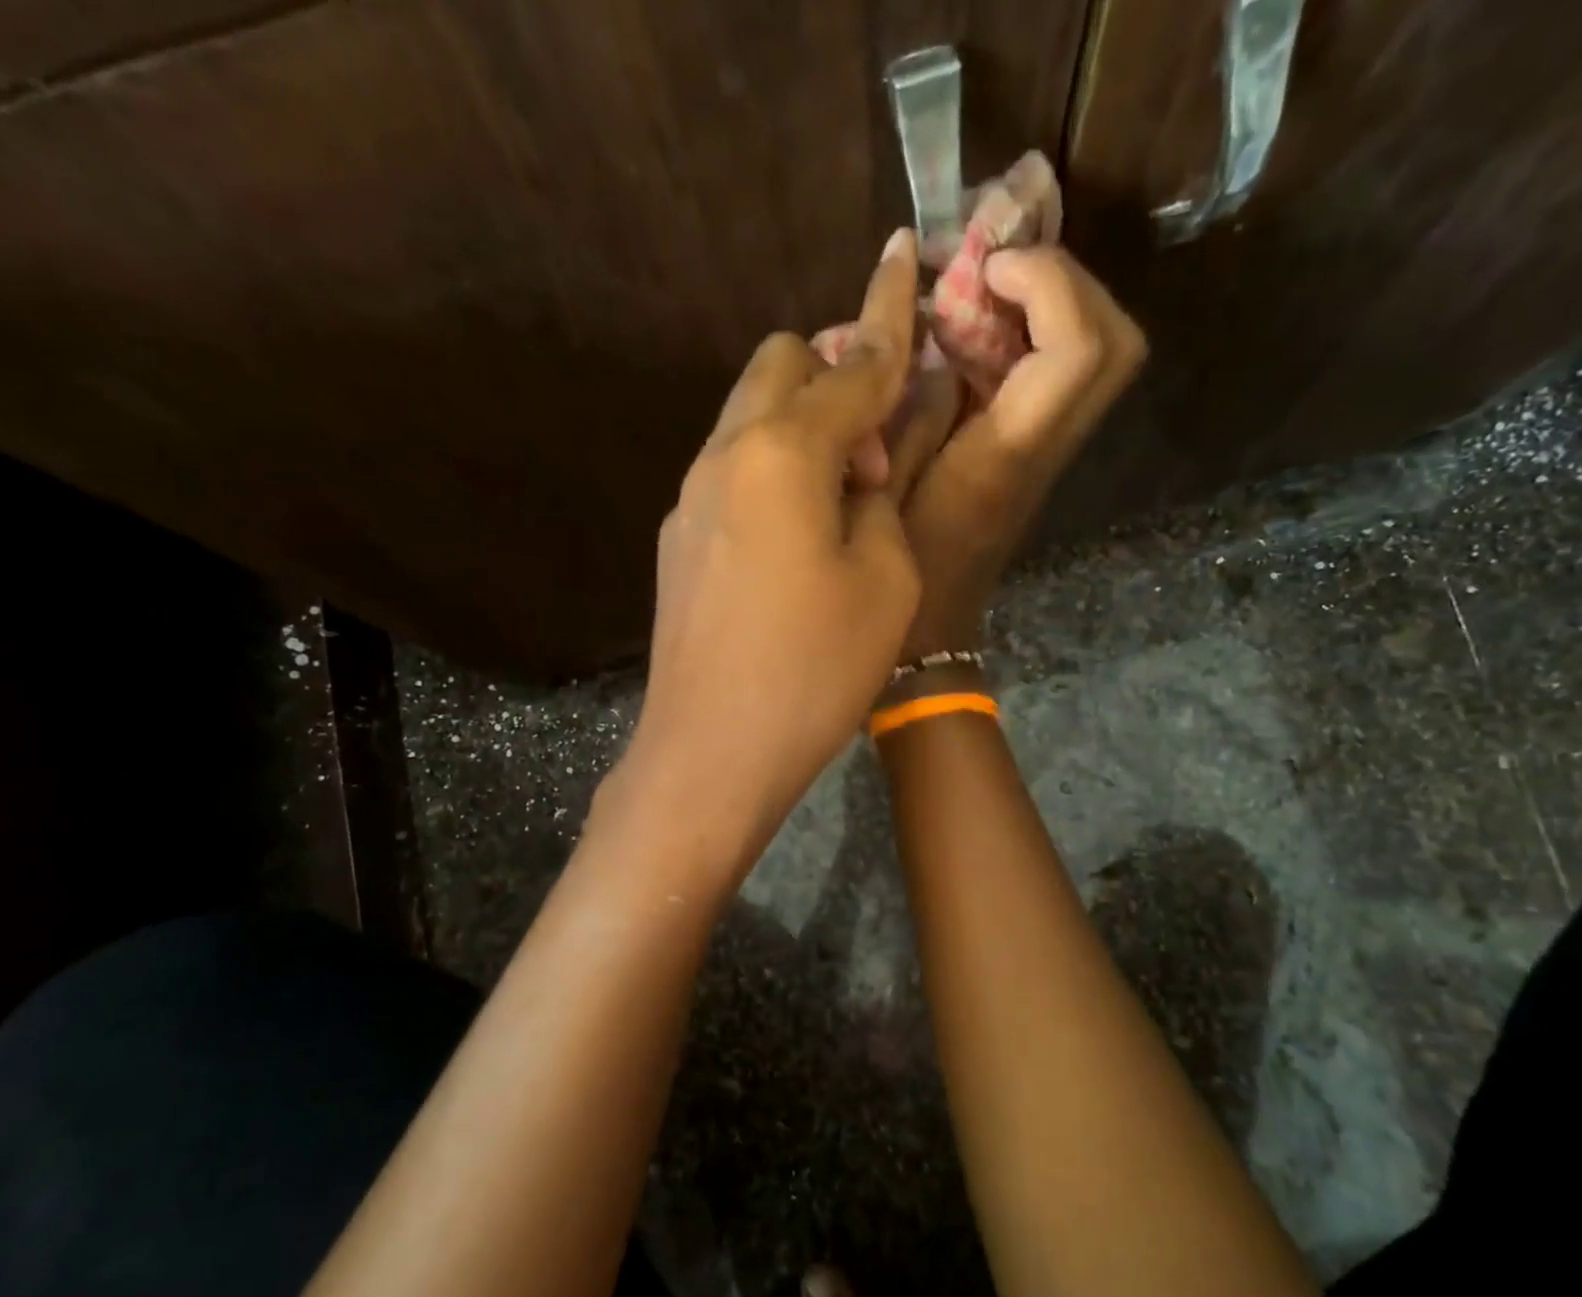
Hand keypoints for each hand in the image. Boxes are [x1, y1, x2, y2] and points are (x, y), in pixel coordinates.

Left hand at [619, 230, 923, 855]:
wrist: (711, 752)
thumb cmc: (814, 671)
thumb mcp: (885, 580)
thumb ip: (887, 493)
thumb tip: (878, 450)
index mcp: (782, 452)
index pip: (852, 368)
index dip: (890, 322)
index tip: (903, 258)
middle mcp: (725, 455)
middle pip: (779, 366)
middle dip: (836, 376)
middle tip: (878, 452)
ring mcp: (690, 497)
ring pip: (748, 417)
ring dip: (802, 425)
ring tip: (843, 498)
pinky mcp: (678, 539)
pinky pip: (731, 470)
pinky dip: (771, 470)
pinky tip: (797, 533)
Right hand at [894, 247, 1146, 658]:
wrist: (930, 634)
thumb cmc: (893, 571)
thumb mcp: (882, 488)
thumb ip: (911, 412)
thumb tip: (939, 347)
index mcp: (1006, 457)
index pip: (1079, 349)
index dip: (1049, 283)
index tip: (987, 268)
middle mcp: (1047, 450)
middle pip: (1120, 344)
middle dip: (1069, 283)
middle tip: (998, 272)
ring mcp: (1050, 456)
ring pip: (1104, 357)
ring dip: (1055, 304)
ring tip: (987, 292)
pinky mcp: (1036, 458)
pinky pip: (1066, 376)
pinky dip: (1036, 334)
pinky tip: (978, 334)